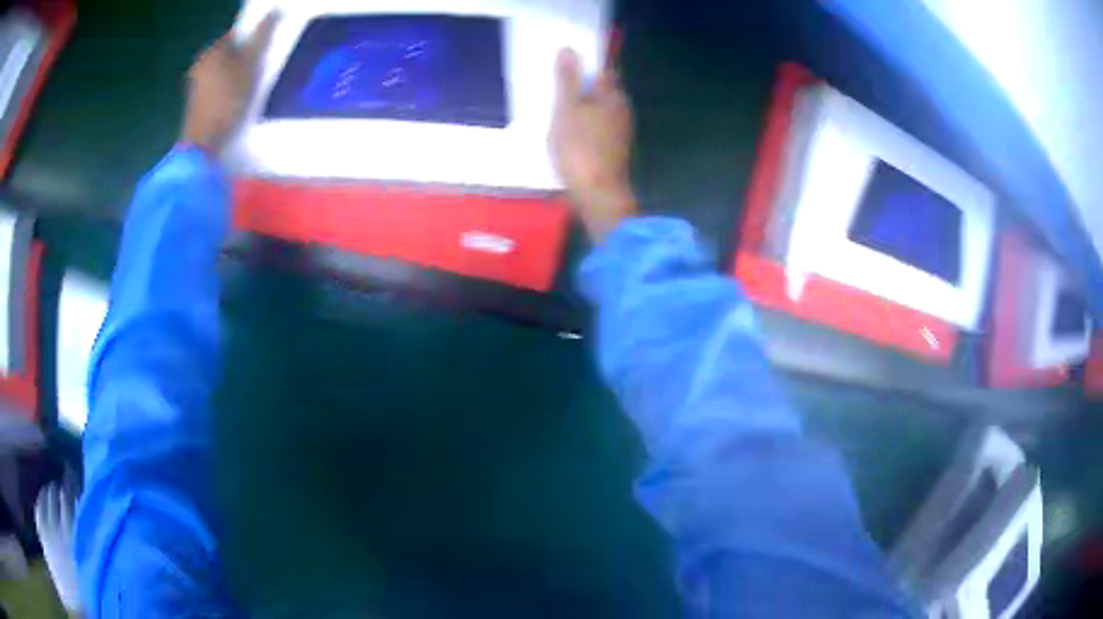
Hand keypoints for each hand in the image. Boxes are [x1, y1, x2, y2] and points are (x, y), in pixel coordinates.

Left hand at [181, 13, 278, 151]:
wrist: (203, 145)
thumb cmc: (227, 101)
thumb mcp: (250, 65)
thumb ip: (262, 37)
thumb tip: (276, 10)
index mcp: (212, 50)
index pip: (236, 34)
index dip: (253, 39)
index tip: (265, 50)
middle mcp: (200, 64)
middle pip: (228, 53)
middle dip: (243, 56)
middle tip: (261, 66)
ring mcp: (195, 86)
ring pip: (222, 71)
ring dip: (235, 74)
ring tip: (251, 85)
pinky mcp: (196, 105)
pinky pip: (217, 87)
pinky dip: (227, 89)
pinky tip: (236, 100)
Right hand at [549, 48, 637, 241]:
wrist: (598, 194)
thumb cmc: (579, 149)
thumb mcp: (566, 111)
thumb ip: (567, 80)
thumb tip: (568, 49)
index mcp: (611, 95)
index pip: (604, 69)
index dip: (587, 64)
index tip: (567, 65)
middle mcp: (622, 108)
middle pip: (604, 89)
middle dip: (586, 85)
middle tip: (559, 87)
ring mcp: (622, 130)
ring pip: (603, 108)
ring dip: (587, 106)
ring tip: (561, 110)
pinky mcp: (617, 148)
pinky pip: (602, 126)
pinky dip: (589, 123)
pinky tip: (573, 132)